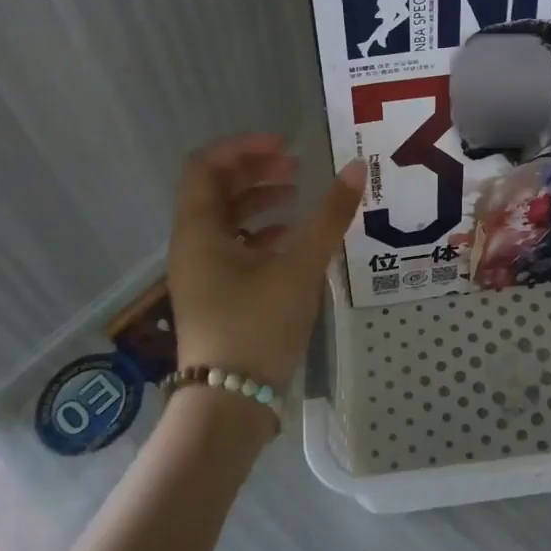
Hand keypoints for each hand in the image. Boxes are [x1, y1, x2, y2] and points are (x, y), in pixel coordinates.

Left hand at [166, 133, 363, 390]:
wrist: (230, 403)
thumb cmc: (258, 325)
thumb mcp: (300, 265)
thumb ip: (329, 215)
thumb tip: (357, 168)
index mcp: (199, 230)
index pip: (206, 166)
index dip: (244, 148)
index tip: (287, 147)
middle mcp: (193, 245)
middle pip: (216, 189)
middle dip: (257, 171)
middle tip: (298, 166)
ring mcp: (202, 272)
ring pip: (226, 219)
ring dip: (261, 200)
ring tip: (300, 196)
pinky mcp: (217, 294)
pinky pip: (234, 246)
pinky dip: (262, 232)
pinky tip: (293, 237)